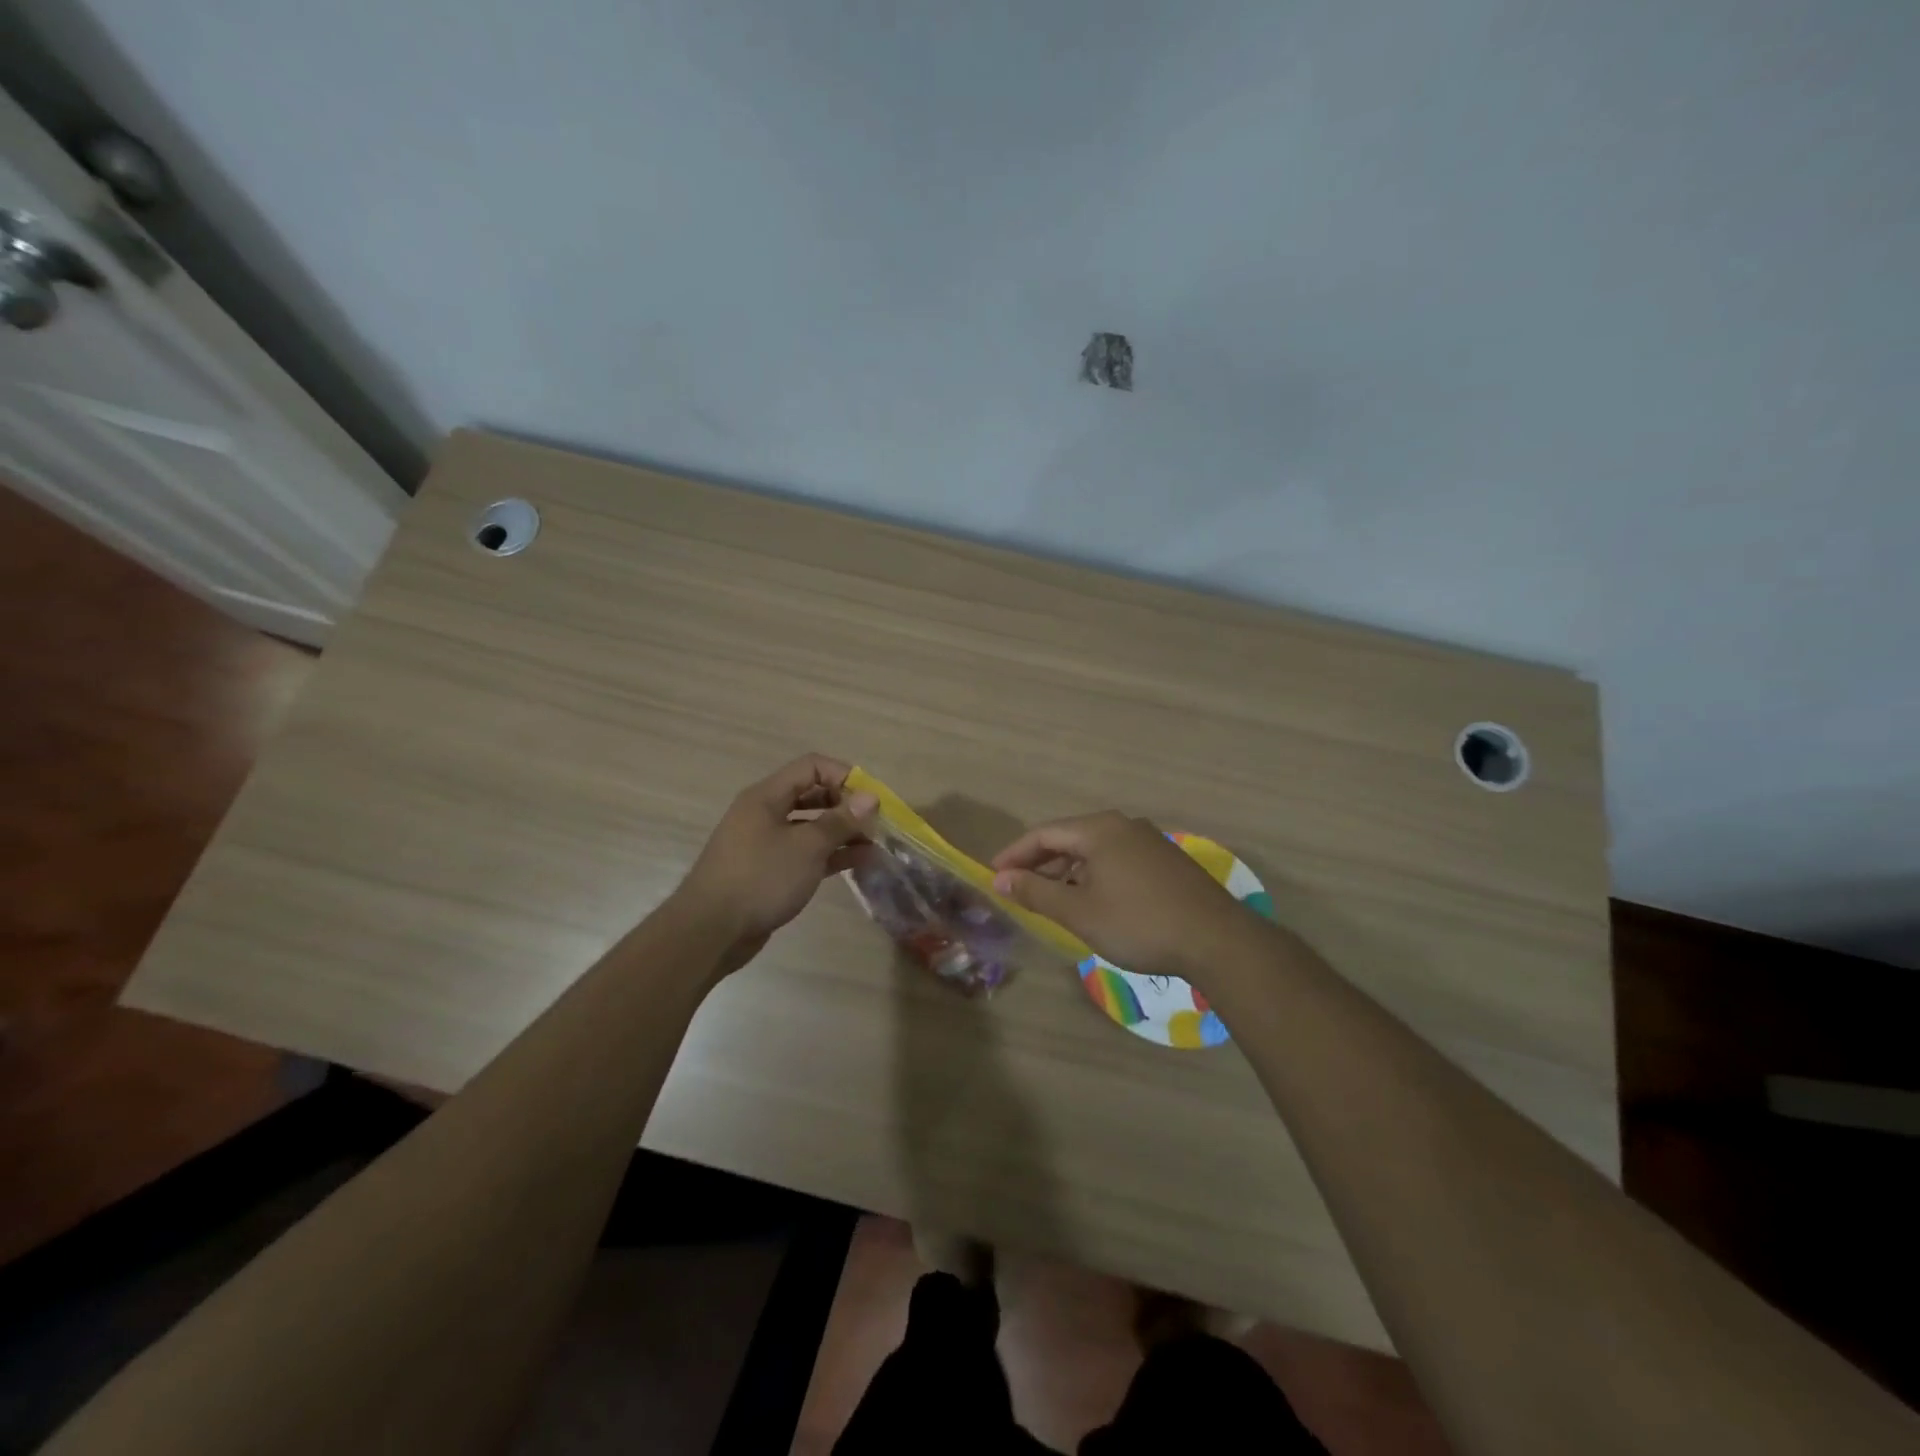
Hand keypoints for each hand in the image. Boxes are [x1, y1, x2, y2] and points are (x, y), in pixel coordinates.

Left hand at [675, 754, 876, 972]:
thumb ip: (840, 820)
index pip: (811, 767)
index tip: (870, 799)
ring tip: (873, 845)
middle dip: (846, 806)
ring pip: (811, 826)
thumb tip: (870, 798)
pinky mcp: (769, 871)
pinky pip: (805, 853)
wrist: (711, 931)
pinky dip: (830, 854)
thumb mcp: (807, 846)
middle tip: (874, 824)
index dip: (844, 776)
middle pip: (812, 794)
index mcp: (767, 796)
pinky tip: (858, 862)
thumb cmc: (761, 878)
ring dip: (842, 832)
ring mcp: (766, 843)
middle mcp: (765, 813)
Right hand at [991, 812, 1264, 982]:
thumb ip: (1036, 892)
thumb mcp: (1079, 912)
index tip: (993, 876)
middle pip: (1069, 838)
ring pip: (1094, 851)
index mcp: (1099, 829)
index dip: (1014, 854)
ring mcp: (1148, 841)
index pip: (1043, 833)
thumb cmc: (1138, 923)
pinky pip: (1116, 860)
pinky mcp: (1165, 861)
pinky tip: (1091, 902)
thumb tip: (1001, 879)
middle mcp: (1123, 825)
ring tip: (1050, 900)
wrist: (1216, 940)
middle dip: (1040, 864)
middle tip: (1017, 890)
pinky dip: (1093, 876)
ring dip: (1067, 873)